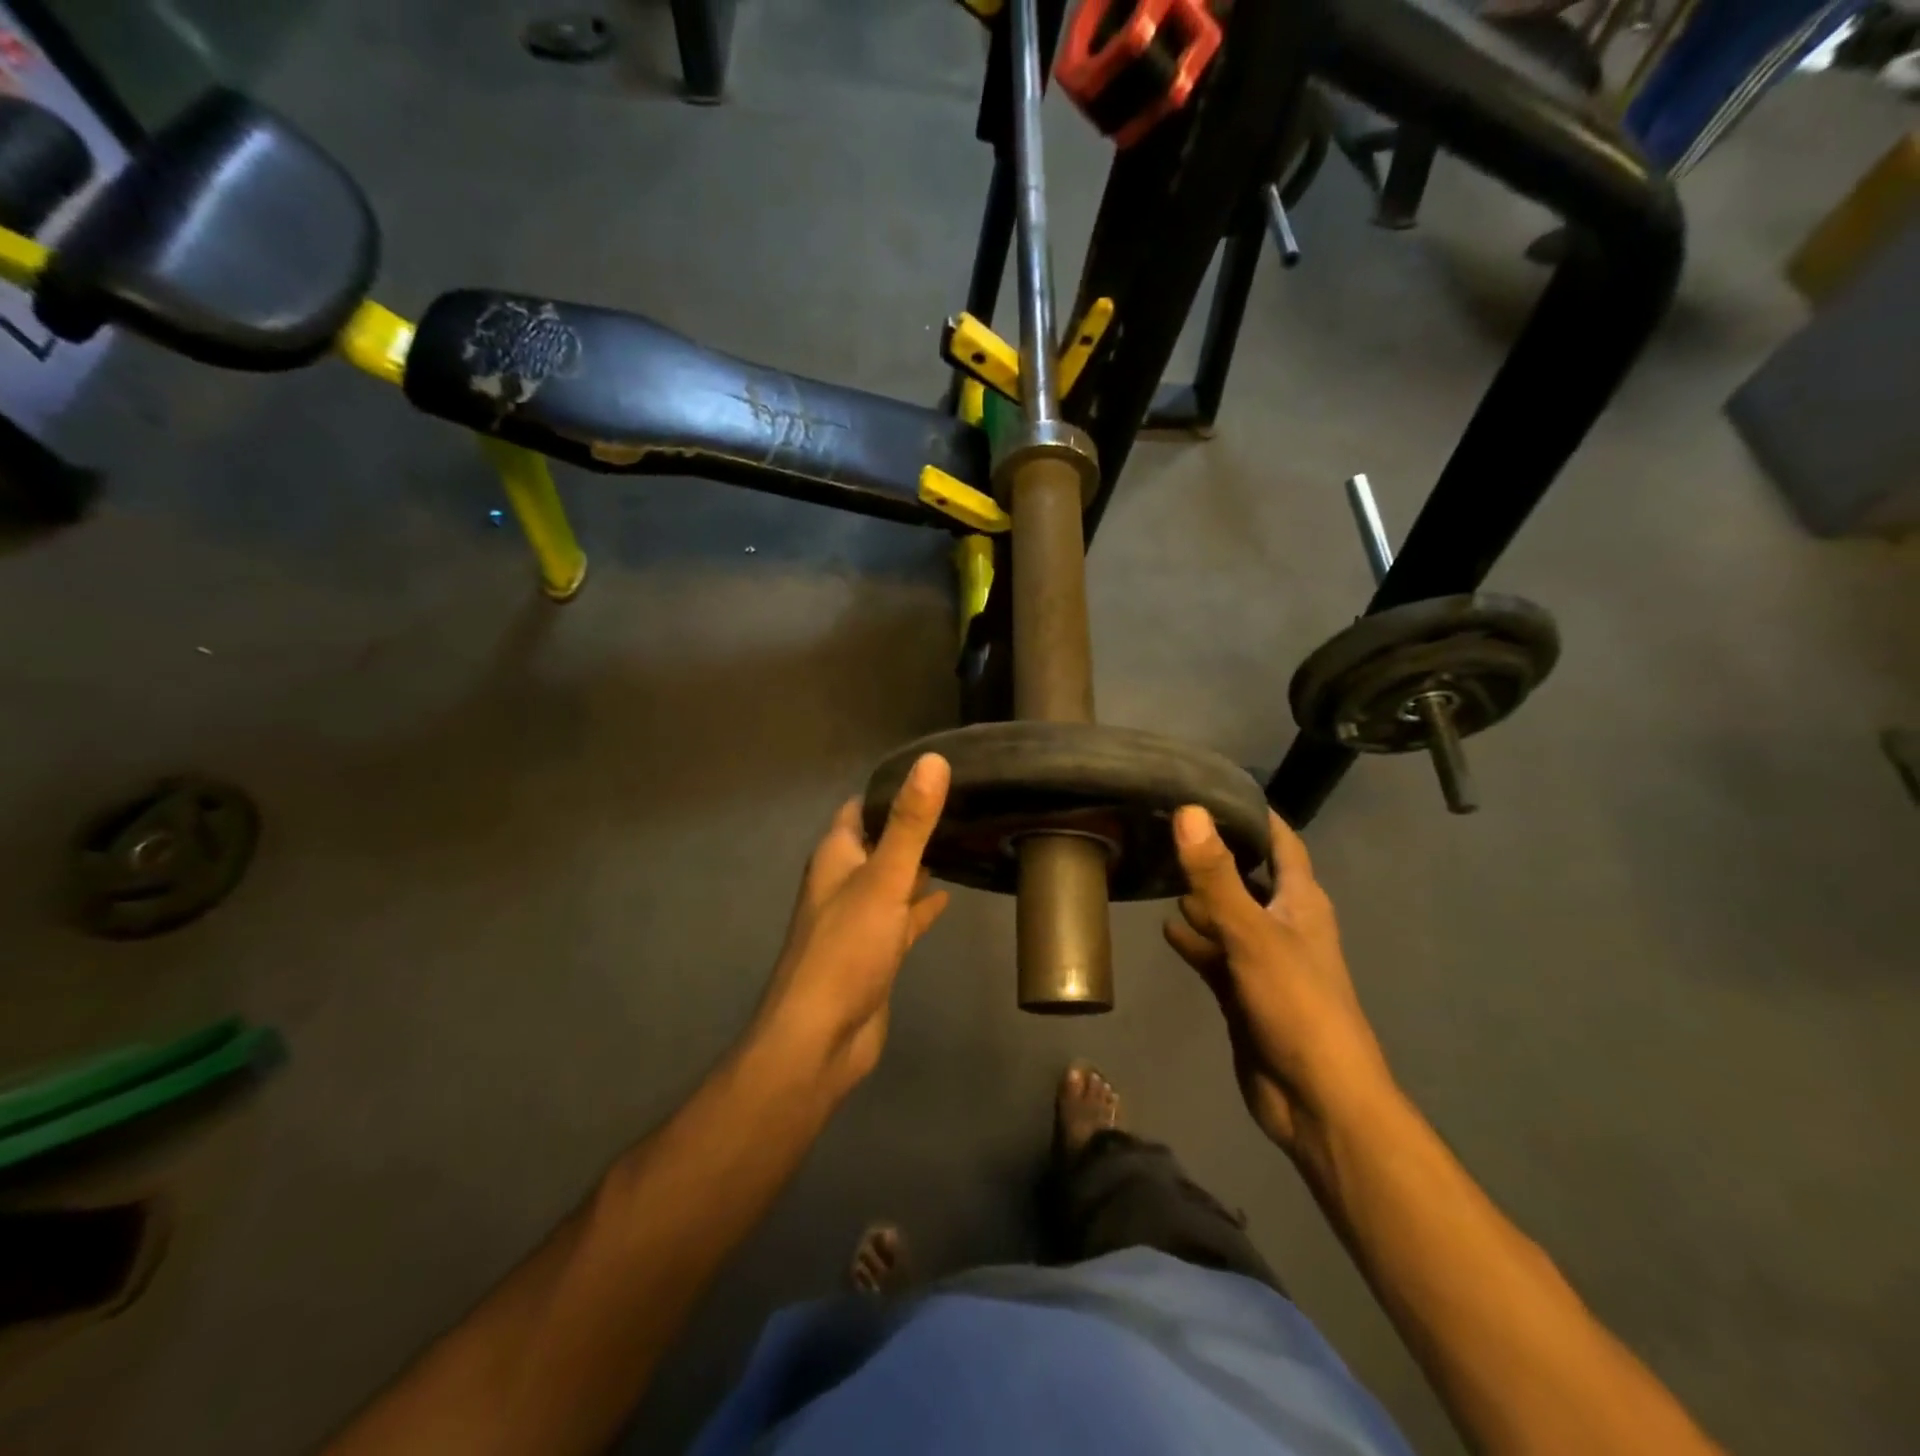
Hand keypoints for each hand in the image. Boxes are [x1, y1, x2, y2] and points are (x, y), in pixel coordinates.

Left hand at [755, 753, 951, 1096]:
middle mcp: (843, 882)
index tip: (934, 772)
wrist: (820, 1039)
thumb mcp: (883, 879)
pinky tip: (949, 898)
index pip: (859, 808)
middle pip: (878, 842)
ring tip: (963, 842)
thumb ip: (909, 823)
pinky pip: (902, 918)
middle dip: (910, 825)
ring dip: (918, 865)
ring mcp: (859, 920)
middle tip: (960, 804)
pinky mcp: (875, 953)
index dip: (889, 789)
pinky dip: (921, 906)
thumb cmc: (846, 949)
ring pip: (891, 880)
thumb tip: (933, 760)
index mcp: (836, 857)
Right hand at [1163, 806, 1394, 1170]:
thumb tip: (1188, 811)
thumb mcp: (1253, 933)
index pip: (1281, 842)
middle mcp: (1283, 923)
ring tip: (1154, 867)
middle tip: (1164, 825)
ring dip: (1199, 898)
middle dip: (1214, 854)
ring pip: (1226, 915)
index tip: (1211, 787)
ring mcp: (1261, 959)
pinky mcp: (1241, 991)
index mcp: (1301, 902)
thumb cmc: (1296, 1005)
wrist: (1314, 1099)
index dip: (1254, 814)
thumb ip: (1216, 875)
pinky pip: (1213, 954)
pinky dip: (1192, 941)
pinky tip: (1164, 928)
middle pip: (1248, 876)